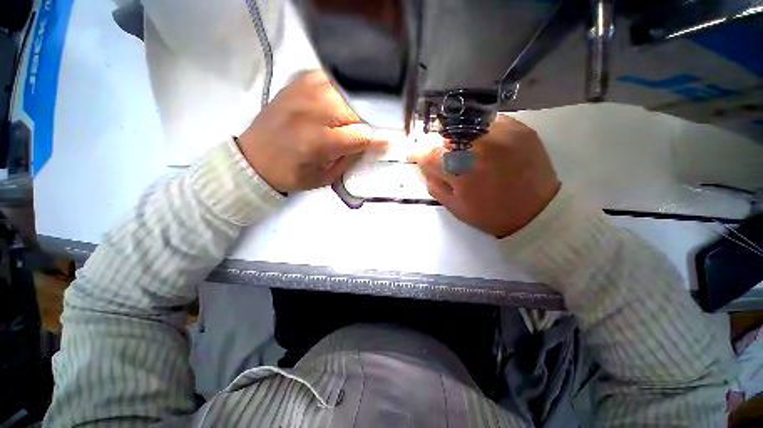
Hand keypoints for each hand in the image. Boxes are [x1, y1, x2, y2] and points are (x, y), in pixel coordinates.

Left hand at [237, 71, 386, 192]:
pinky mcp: (296, 83)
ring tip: (365, 114)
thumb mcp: (326, 177)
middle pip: (357, 107)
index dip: (380, 138)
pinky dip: (343, 87)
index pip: (361, 135)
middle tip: (380, 126)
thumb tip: (370, 144)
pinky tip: (345, 99)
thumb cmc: (291, 175)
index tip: (391, 141)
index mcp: (319, 141)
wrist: (253, 160)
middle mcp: (312, 112)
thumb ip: (350, 158)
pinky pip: (329, 77)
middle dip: (374, 118)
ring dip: (361, 102)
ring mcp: (303, 92)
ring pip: (346, 88)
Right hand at [409, 115, 559, 237]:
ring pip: (465, 124)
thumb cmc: (490, 215)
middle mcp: (481, 146)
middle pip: (445, 133)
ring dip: (456, 136)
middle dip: (436, 143)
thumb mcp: (454, 206)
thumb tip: (424, 164)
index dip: (416, 151)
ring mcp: (503, 133)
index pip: (428, 152)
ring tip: (460, 149)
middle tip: (438, 153)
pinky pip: (488, 121)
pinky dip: (478, 131)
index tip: (412, 153)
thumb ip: (434, 183)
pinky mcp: (520, 127)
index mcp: (463, 171)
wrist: (537, 212)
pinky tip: (482, 145)